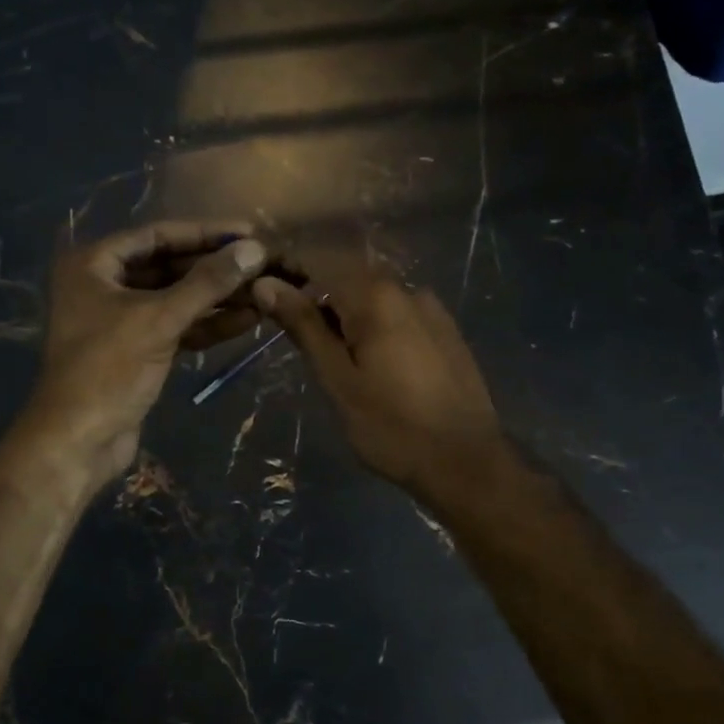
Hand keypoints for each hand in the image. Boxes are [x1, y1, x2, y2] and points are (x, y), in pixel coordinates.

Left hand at [28, 221, 271, 488]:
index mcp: (94, 265)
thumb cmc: (108, 370)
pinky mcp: (138, 351)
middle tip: (262, 263)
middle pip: (169, 267)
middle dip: (215, 268)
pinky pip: (177, 328)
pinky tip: (247, 320)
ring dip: (218, 298)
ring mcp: (121, 321)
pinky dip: (207, 325)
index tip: (249, 232)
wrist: (78, 441)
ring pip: (176, 300)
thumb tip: (254, 249)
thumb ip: (207, 283)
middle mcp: (104, 285)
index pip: (158, 235)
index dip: (205, 233)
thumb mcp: (159, 319)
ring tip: (264, 291)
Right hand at [252, 250, 503, 502]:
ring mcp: (431, 309)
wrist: (466, 462)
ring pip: (372, 296)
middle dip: (311, 292)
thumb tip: (266, 284)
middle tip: (283, 325)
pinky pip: (396, 313)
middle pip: (346, 276)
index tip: (256, 286)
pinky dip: (370, 323)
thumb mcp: (338, 380)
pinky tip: (364, 355)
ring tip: (322, 347)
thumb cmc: (391, 426)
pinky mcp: (445, 331)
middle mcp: (406, 289)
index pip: (317, 261)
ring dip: (341, 310)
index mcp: (375, 296)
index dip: (284, 267)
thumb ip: (304, 327)